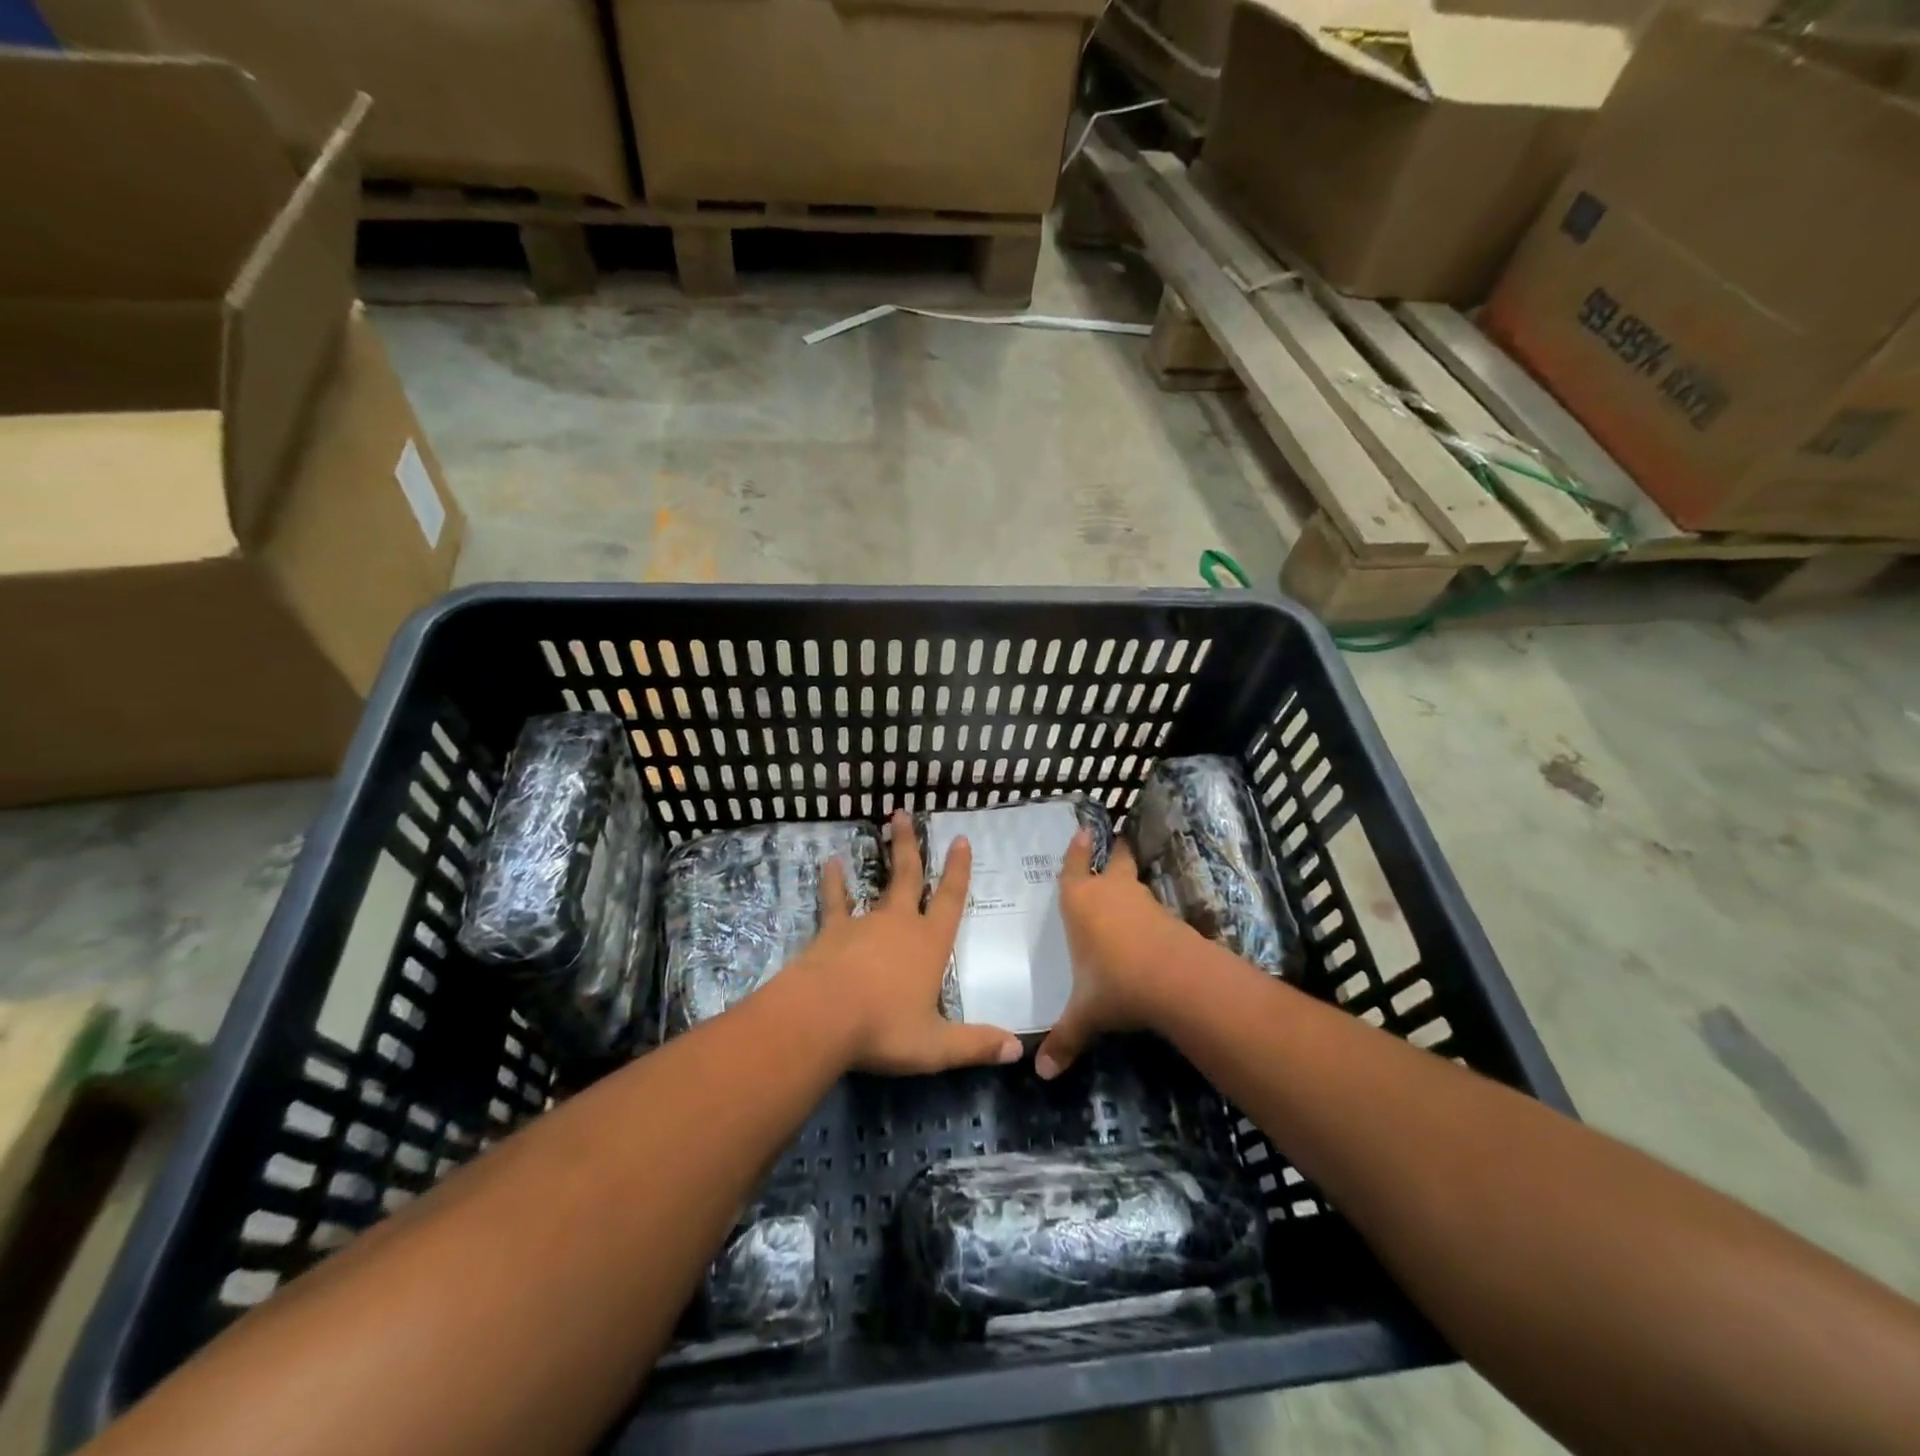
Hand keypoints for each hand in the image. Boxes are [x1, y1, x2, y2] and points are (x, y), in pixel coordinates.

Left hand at [788, 811, 1022, 1075]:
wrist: (822, 1018)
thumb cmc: (884, 1028)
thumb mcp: (935, 1046)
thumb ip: (975, 1045)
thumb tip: (1018, 1050)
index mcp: (930, 944)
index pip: (950, 900)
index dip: (958, 871)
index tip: (960, 840)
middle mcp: (900, 924)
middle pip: (909, 876)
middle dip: (910, 846)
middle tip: (904, 813)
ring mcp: (864, 923)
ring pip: (878, 882)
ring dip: (882, 855)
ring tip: (881, 827)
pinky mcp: (832, 931)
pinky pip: (835, 901)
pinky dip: (833, 882)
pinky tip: (830, 864)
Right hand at [1036, 829, 1192, 1079]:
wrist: (1176, 980)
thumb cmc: (1115, 984)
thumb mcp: (1085, 1014)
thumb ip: (1065, 1039)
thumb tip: (1041, 1074)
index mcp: (1080, 902)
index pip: (1074, 867)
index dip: (1077, 850)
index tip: (1083, 831)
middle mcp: (1111, 893)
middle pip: (1115, 860)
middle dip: (1114, 852)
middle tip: (1114, 842)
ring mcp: (1143, 902)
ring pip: (1135, 882)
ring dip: (1131, 883)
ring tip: (1126, 889)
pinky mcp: (1169, 917)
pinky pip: (1153, 909)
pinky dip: (1149, 913)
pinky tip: (1148, 929)